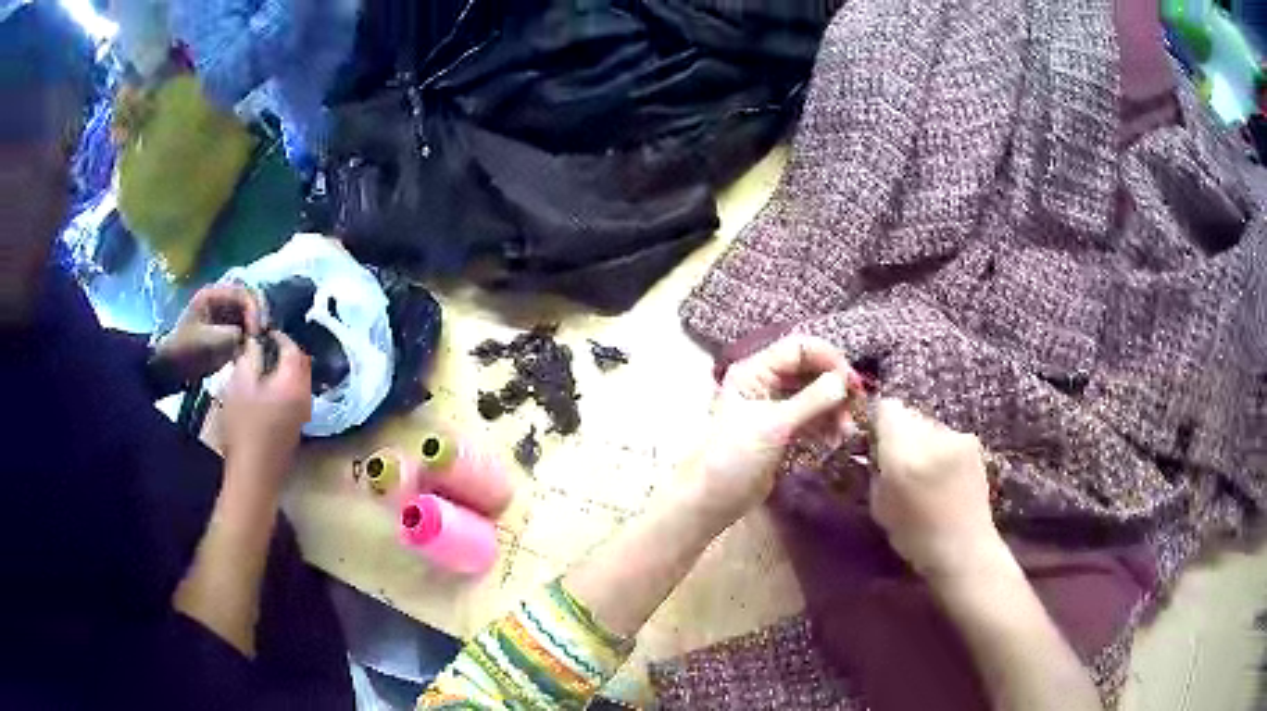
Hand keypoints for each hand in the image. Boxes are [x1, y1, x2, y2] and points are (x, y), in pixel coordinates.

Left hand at [152, 285, 261, 383]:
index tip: (258, 332)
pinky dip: (252, 333)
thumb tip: (254, 337)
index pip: (244, 293)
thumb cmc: (187, 351)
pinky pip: (245, 324)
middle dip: (259, 315)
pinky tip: (254, 345)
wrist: (172, 368)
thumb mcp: (209, 342)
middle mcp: (221, 298)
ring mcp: (224, 312)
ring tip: (261, 341)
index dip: (255, 310)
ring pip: (250, 311)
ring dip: (257, 324)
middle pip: (249, 298)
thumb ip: (233, 335)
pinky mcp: (226, 328)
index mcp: (213, 294)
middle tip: (264, 335)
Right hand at [220, 332, 311, 481]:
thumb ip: (250, 356)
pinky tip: (265, 391)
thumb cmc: (244, 426)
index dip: (278, 336)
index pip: (293, 348)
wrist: (253, 475)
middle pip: (300, 364)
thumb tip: (256, 341)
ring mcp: (303, 415)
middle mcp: (305, 396)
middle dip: (284, 351)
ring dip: (284, 370)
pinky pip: (294, 398)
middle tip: (263, 346)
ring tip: (261, 366)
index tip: (263, 331)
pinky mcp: (296, 429)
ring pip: (298, 382)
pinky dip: (284, 387)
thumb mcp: (240, 383)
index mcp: (294, 382)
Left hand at [691, 335, 856, 523]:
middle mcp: (765, 383)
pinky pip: (812, 418)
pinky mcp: (782, 432)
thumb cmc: (734, 457)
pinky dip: (826, 425)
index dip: (828, 358)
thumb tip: (843, 381)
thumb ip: (811, 400)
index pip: (798, 348)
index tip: (852, 381)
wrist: (712, 500)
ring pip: (814, 395)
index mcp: (755, 371)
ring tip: (845, 433)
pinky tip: (836, 440)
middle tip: (855, 408)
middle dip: (835, 387)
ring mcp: (774, 408)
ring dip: (834, 409)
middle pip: (810, 370)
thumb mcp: (774, 426)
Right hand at [869, 399, 1003, 580]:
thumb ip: (877, 469)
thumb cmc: (915, 536)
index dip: (879, 423)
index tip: (877, 443)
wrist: (964, 549)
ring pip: (929, 425)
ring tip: (925, 472)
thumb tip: (877, 450)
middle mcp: (931, 436)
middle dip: (901, 433)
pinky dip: (941, 449)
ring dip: (923, 441)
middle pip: (909, 415)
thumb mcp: (880, 506)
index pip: (887, 409)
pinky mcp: (973, 443)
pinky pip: (947, 436)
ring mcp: (956, 437)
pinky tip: (944, 475)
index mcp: (903, 453)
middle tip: (900, 462)